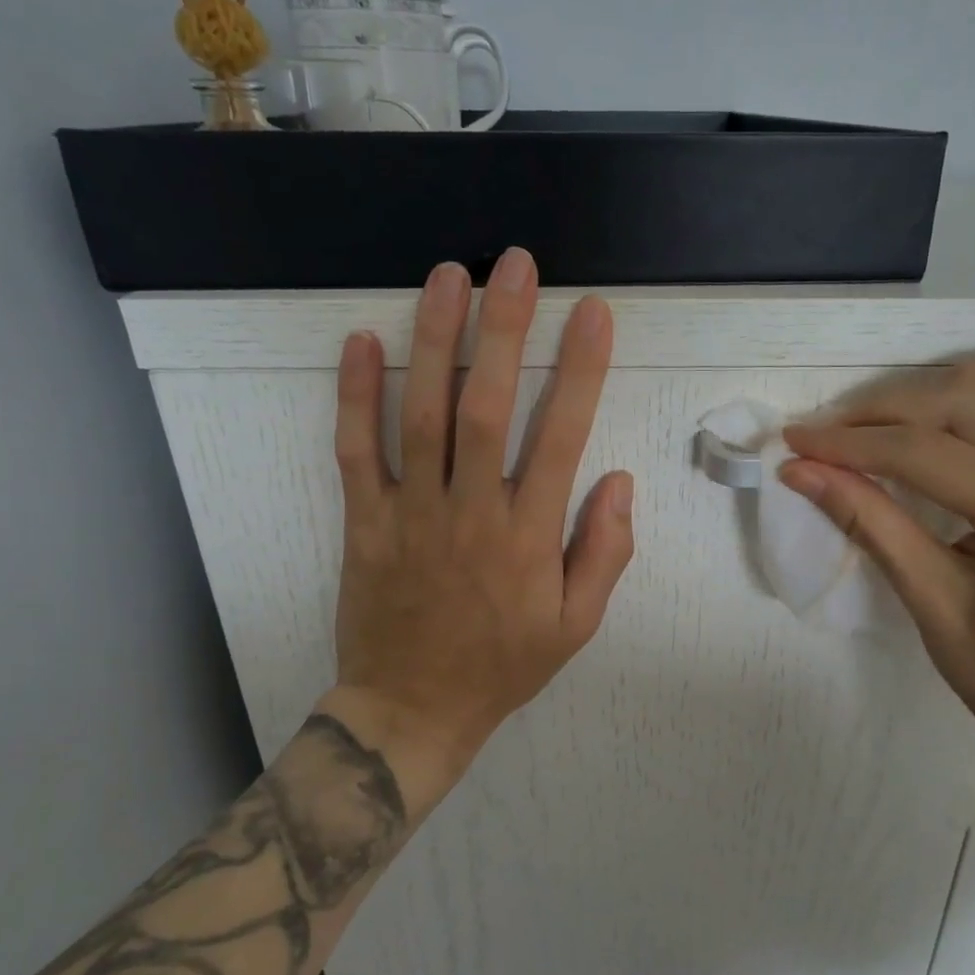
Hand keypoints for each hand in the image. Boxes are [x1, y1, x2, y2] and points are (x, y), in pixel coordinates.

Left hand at [327, 250, 634, 796]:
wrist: (413, 709)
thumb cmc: (503, 666)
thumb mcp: (576, 626)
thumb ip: (605, 553)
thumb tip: (620, 482)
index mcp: (528, 537)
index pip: (561, 436)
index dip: (580, 370)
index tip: (593, 314)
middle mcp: (470, 512)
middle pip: (486, 407)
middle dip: (503, 329)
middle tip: (513, 265)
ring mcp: (411, 513)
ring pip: (421, 415)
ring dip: (435, 342)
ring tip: (446, 277)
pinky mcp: (365, 522)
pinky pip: (356, 452)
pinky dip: (354, 396)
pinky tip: (361, 341)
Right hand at [781, 351, 974, 799]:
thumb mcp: (930, 603)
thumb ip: (869, 523)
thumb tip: (802, 472)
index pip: (922, 452)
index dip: (847, 444)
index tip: (792, 442)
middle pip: (968, 400)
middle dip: (886, 410)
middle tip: (830, 435)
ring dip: (969, 380)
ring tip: (912, 415)